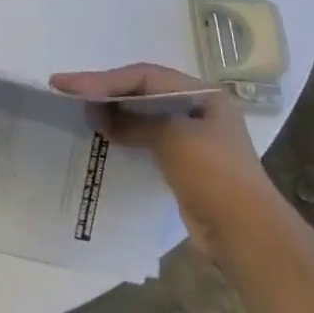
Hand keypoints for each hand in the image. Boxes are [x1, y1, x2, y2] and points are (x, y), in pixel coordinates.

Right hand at [49, 62, 279, 260]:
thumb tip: (97, 113)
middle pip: (142, 91)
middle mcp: (197, 109)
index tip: (68, 84)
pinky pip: (145, 138)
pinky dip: (122, 133)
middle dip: (105, 90)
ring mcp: (191, 137)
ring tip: (79, 110)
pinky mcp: (182, 163)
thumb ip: (134, 120)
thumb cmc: (214, 175)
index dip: (104, 78)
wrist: (247, 235)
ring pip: (142, 114)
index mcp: (203, 95)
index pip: (144, 77)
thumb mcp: (173, 137)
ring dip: (111, 111)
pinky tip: (102, 135)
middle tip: (66, 90)